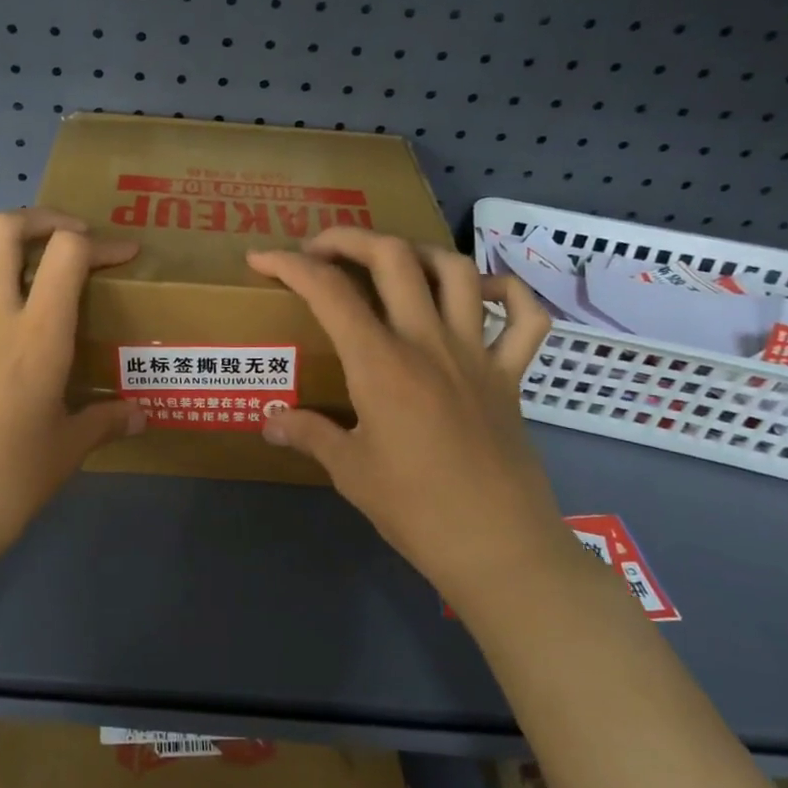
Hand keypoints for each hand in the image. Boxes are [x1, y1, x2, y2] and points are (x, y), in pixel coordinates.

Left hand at [0, 209, 143, 574]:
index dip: (100, 242)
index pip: (66, 252)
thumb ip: (106, 421)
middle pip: (2, 228)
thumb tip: (140, 416)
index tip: (122, 255)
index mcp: (37, 335)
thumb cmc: (7, 482)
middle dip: (40, 219)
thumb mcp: (67, 451)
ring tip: (20, 265)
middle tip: (67, 239)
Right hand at [246, 230, 563, 593]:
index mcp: (381, 364)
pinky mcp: (511, 374)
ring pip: (456, 271)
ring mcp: (476, 353)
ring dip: (418, 252)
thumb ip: (308, 434)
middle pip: (392, 257)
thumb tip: (269, 422)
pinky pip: (525, 318)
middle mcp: (428, 342)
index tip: (261, 260)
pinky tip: (482, 293)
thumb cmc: (416, 510)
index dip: (289, 265)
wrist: (500, 548)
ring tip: (392, 263)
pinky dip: (508, 291)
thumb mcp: (350, 472)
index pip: (328, 291)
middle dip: (348, 238)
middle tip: (320, 250)